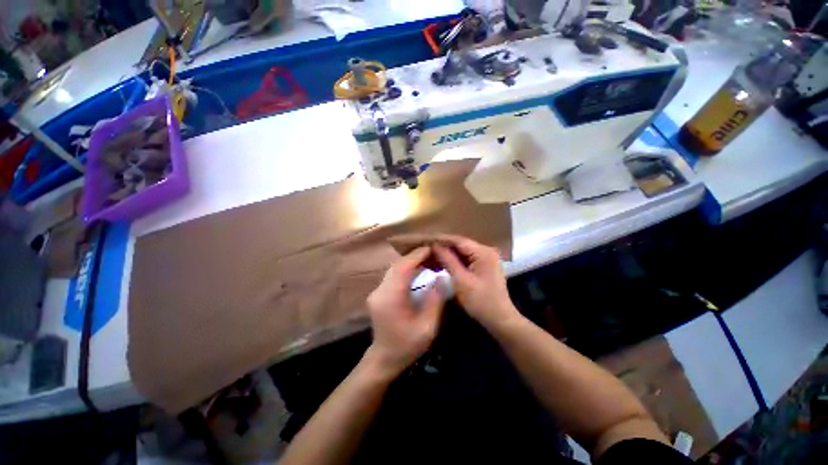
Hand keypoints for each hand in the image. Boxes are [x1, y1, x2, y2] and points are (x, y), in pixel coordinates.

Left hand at [365, 247, 445, 375]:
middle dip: (414, 256)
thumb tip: (442, 277)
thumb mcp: (427, 327)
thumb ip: (435, 300)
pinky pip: (392, 275)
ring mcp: (377, 292)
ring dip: (409, 262)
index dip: (417, 255)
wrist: (384, 359)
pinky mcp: (378, 294)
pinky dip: (405, 269)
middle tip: (432, 253)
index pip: (403, 268)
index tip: (431, 248)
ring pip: (393, 269)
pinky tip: (416, 271)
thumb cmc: (407, 346)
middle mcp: (380, 291)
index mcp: (391, 298)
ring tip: (426, 259)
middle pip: (396, 265)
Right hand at [433, 235, 519, 329]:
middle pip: (460, 245)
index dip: (441, 240)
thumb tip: (435, 246)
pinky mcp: (482, 267)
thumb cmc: (481, 301)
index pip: (458, 241)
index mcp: (483, 252)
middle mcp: (486, 251)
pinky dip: (453, 262)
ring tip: (429, 256)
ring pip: (461, 252)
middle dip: (442, 247)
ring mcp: (485, 259)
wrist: (500, 320)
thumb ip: (448, 261)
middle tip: (425, 249)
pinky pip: (465, 260)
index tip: (425, 240)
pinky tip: (440, 263)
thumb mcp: (461, 281)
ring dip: (446, 255)